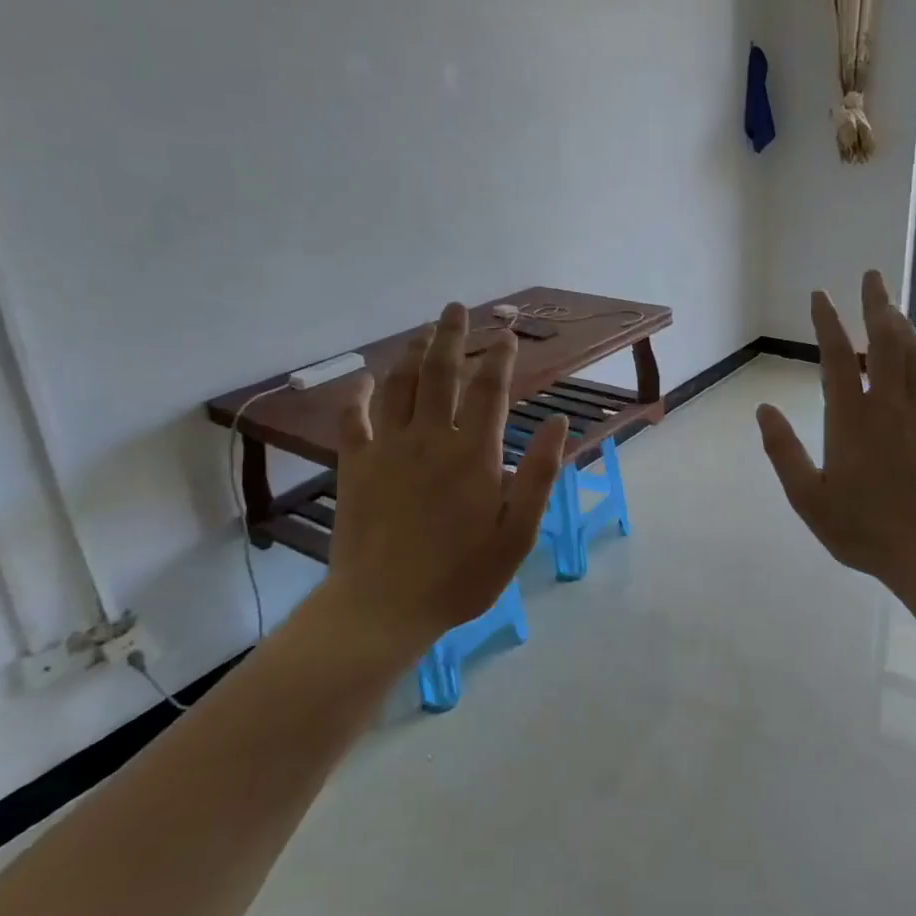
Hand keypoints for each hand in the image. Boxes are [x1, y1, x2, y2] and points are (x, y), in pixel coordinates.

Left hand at [318, 302, 567, 652]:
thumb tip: (560, 423)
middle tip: (457, 308)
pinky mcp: (355, 466)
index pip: (490, 390)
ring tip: (424, 332)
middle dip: (452, 336)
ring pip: (400, 385)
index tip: (508, 333)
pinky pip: (355, 418)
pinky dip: (361, 393)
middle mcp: (429, 438)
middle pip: (441, 373)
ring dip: (413, 353)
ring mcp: (387, 448)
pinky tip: (367, 379)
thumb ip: (538, 474)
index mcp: (473, 453)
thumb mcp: (517, 533)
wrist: (383, 607)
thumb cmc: (461, 575)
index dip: (500, 357)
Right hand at [756, 271, 915, 597]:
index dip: (827, 322)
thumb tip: (763, 410)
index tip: (821, 295)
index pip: (838, 356)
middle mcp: (888, 404)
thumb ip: (783, 451)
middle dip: (876, 303)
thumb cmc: (863, 528)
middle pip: (885, 340)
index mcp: (851, 418)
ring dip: (902, 324)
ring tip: (892, 306)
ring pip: (914, 354)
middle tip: (872, 275)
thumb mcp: (808, 498)